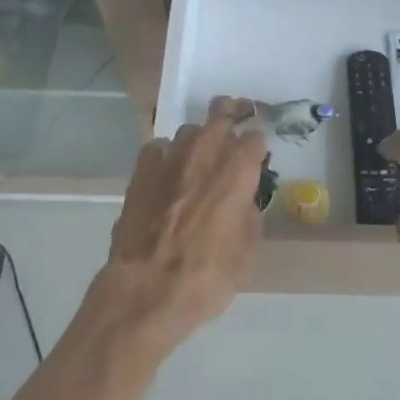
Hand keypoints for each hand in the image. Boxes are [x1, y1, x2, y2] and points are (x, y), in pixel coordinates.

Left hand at [97, 97, 268, 351]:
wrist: (147, 289)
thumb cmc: (207, 274)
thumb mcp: (247, 247)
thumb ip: (249, 208)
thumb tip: (243, 195)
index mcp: (239, 165)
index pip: (256, 136)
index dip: (256, 149)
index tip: (255, 160)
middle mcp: (207, 147)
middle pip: (222, 110)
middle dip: (230, 114)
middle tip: (232, 126)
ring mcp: (172, 151)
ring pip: (190, 130)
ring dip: (197, 142)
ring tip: (195, 163)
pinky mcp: (143, 164)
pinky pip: (161, 148)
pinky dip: (167, 158)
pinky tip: (166, 178)